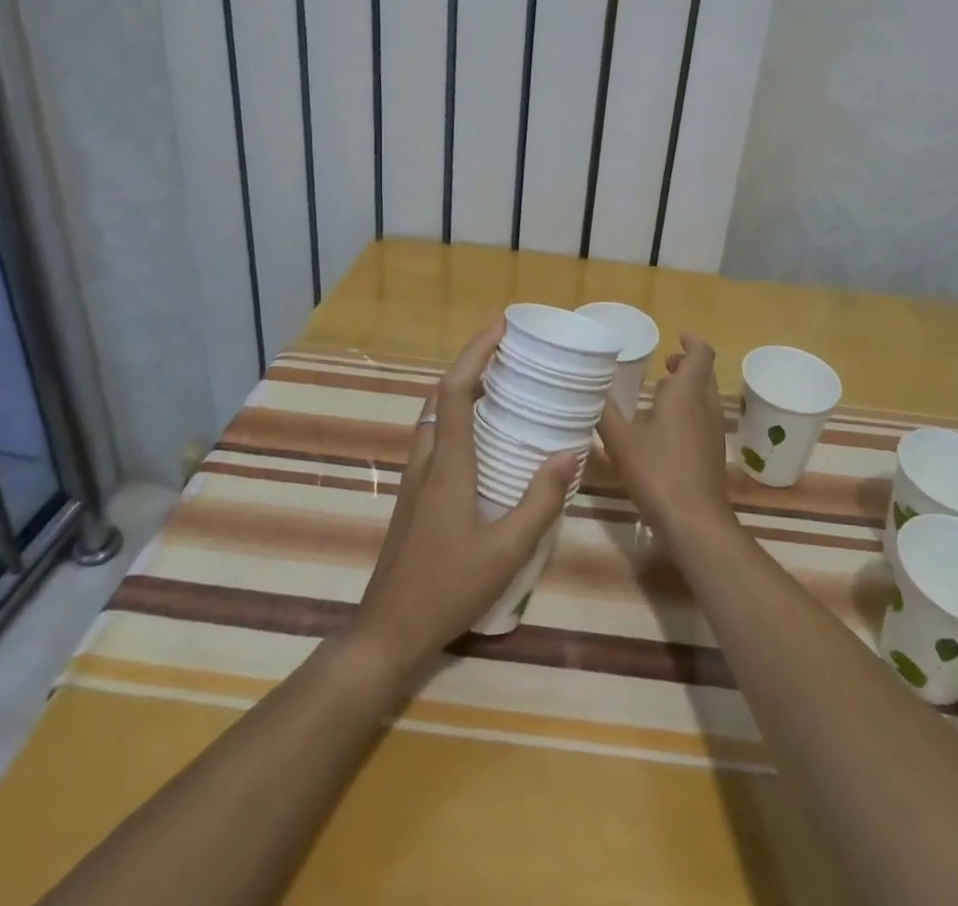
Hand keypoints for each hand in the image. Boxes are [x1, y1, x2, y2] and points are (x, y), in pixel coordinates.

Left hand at [349, 322, 578, 680]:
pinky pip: (436, 437)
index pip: (456, 391)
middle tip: (509, 350)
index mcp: (448, 464)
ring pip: (435, 416)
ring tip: (501, 383)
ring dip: (463, 389)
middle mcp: (427, 460)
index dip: (476, 353)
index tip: (501, 326)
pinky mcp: (415, 495)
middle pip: (442, 395)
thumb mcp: (506, 549)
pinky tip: (483, 437)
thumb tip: (569, 450)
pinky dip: (458, 417)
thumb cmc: (448, 587)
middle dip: (473, 363)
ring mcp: (416, 477)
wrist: (388, 630)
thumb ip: (540, 500)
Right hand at [597, 334, 734, 540]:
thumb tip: (589, 388)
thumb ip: (605, 412)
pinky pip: (703, 419)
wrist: (695, 522)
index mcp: (686, 394)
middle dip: (687, 364)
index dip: (692, 341)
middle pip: (704, 375)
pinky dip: (689, 411)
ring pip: (705, 398)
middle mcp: (705, 407)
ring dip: (688, 388)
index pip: (700, 355)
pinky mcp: (712, 454)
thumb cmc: (658, 472)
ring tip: (660, 393)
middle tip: (664, 363)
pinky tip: (665, 430)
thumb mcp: (621, 441)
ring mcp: (712, 432)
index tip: (677, 336)